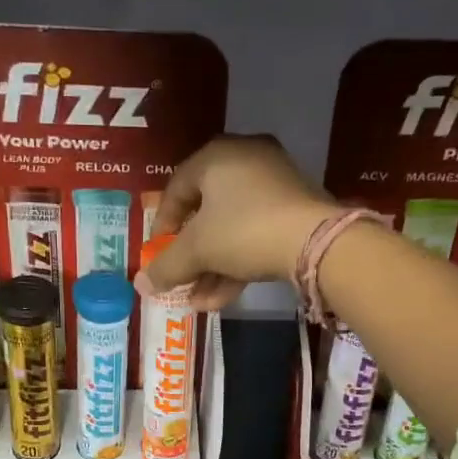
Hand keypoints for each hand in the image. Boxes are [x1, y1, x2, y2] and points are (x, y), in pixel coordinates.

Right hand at [136, 135, 334, 309]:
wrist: (316, 242)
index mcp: (217, 156)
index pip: (176, 187)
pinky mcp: (296, 208)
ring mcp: (275, 183)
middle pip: (206, 211)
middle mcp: (246, 160)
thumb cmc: (244, 231)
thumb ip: (166, 266)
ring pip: (232, 228)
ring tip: (198, 301)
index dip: (162, 225)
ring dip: (212, 267)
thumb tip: (141, 285)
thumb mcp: (197, 250)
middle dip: (190, 255)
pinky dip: (238, 262)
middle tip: (179, 279)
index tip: (157, 254)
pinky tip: (222, 299)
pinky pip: (255, 233)